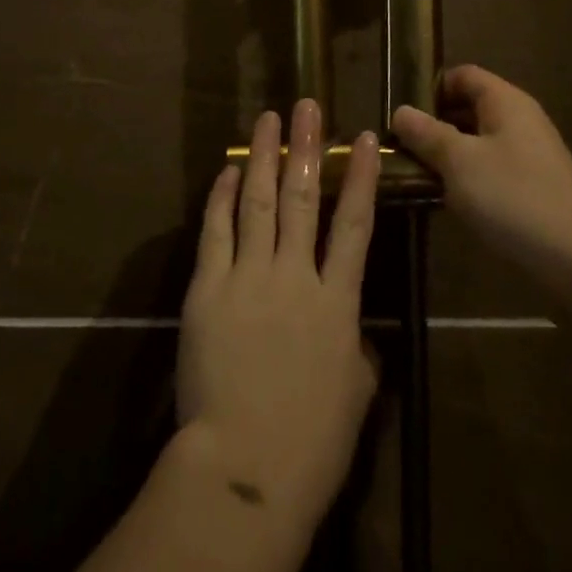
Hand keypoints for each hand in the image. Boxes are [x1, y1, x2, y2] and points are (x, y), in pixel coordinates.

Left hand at [177, 100, 380, 537]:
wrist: (246, 466)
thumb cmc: (312, 442)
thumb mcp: (355, 394)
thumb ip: (357, 349)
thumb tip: (354, 330)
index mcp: (338, 302)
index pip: (356, 225)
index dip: (361, 178)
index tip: (363, 139)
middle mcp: (296, 275)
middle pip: (305, 197)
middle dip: (306, 147)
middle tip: (306, 106)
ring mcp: (249, 277)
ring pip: (260, 202)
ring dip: (265, 157)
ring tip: (268, 121)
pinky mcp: (209, 287)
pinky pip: (217, 230)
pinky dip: (223, 197)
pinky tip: (229, 170)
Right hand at [391, 65, 571, 284]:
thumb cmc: (513, 198)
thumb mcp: (459, 162)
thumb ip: (427, 134)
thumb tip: (400, 111)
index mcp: (506, 102)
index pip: (464, 75)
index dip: (432, 87)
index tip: (402, 112)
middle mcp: (521, 121)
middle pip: (470, 107)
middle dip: (435, 123)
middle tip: (401, 145)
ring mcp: (531, 155)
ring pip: (479, 142)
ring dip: (448, 154)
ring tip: (416, 174)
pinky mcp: (535, 187)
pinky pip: (492, 169)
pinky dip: (468, 177)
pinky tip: (449, 200)